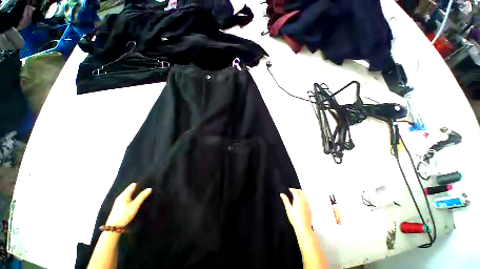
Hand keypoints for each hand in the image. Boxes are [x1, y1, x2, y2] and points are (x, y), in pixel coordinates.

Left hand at [106, 183, 151, 226]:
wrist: (114, 226)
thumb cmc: (125, 214)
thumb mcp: (135, 205)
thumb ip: (142, 196)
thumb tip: (149, 188)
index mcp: (124, 195)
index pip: (132, 186)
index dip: (138, 184)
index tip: (145, 182)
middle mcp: (120, 197)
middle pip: (129, 190)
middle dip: (136, 188)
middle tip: (145, 186)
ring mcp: (118, 202)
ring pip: (127, 194)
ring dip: (133, 193)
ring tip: (141, 192)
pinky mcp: (118, 207)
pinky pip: (126, 198)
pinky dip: (131, 197)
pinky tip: (134, 200)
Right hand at [280, 188, 311, 231]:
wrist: (303, 228)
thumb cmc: (295, 219)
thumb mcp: (288, 209)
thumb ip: (285, 200)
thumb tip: (282, 194)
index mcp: (298, 200)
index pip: (295, 191)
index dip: (292, 189)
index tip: (289, 189)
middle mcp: (304, 201)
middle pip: (301, 192)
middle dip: (297, 190)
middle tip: (293, 191)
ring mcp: (308, 205)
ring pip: (305, 196)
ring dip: (300, 194)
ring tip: (296, 196)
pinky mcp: (310, 209)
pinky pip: (307, 201)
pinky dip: (303, 199)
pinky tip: (300, 203)